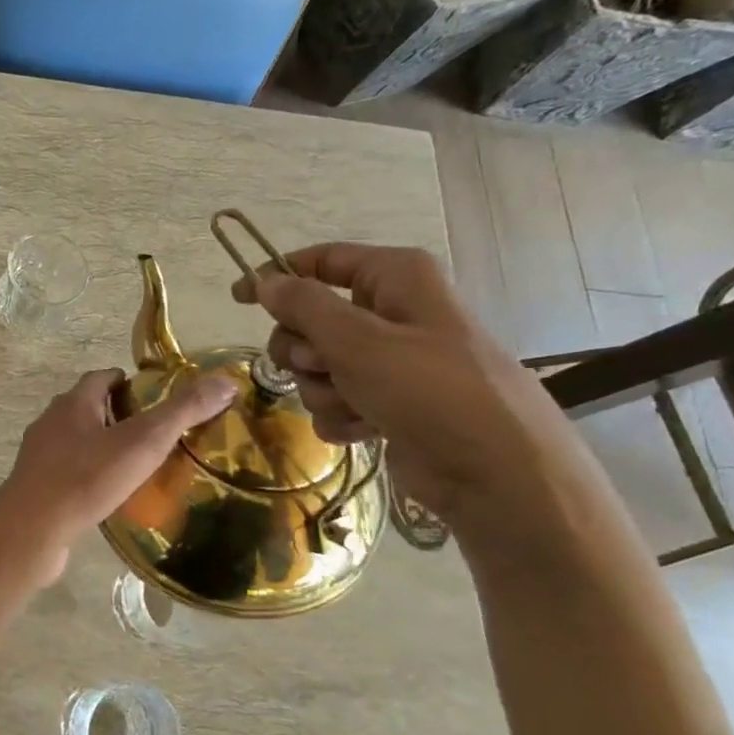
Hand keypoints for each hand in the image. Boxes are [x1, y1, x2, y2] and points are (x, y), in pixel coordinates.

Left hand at [0, 368, 236, 582]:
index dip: (129, 382)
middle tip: (154, 434)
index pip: (102, 377)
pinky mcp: (35, 485)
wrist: (32, 530)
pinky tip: (107, 495)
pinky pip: (67, 472)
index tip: (157, 398)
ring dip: (102, 447)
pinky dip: (88, 475)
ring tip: (136, 466)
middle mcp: (51, 421)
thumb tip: (225, 381)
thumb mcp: (143, 442)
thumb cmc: (87, 478)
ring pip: (76, 441)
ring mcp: (38, 455)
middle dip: (118, 415)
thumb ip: (182, 412)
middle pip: (88, 407)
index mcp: (73, 402)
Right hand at [231, 243, 592, 527]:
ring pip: (319, 366)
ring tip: (356, 405)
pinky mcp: (389, 403)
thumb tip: (265, 281)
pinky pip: (337, 399)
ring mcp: (391, 362)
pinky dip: (341, 415)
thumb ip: (303, 306)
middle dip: (304, 351)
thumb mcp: (357, 340)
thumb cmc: (429, 390)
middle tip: (321, 366)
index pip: (323, 261)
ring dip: (323, 389)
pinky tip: (366, 429)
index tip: (238, 298)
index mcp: (396, 279)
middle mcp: (393, 313)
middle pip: (312, 320)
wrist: (495, 473)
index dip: (278, 276)